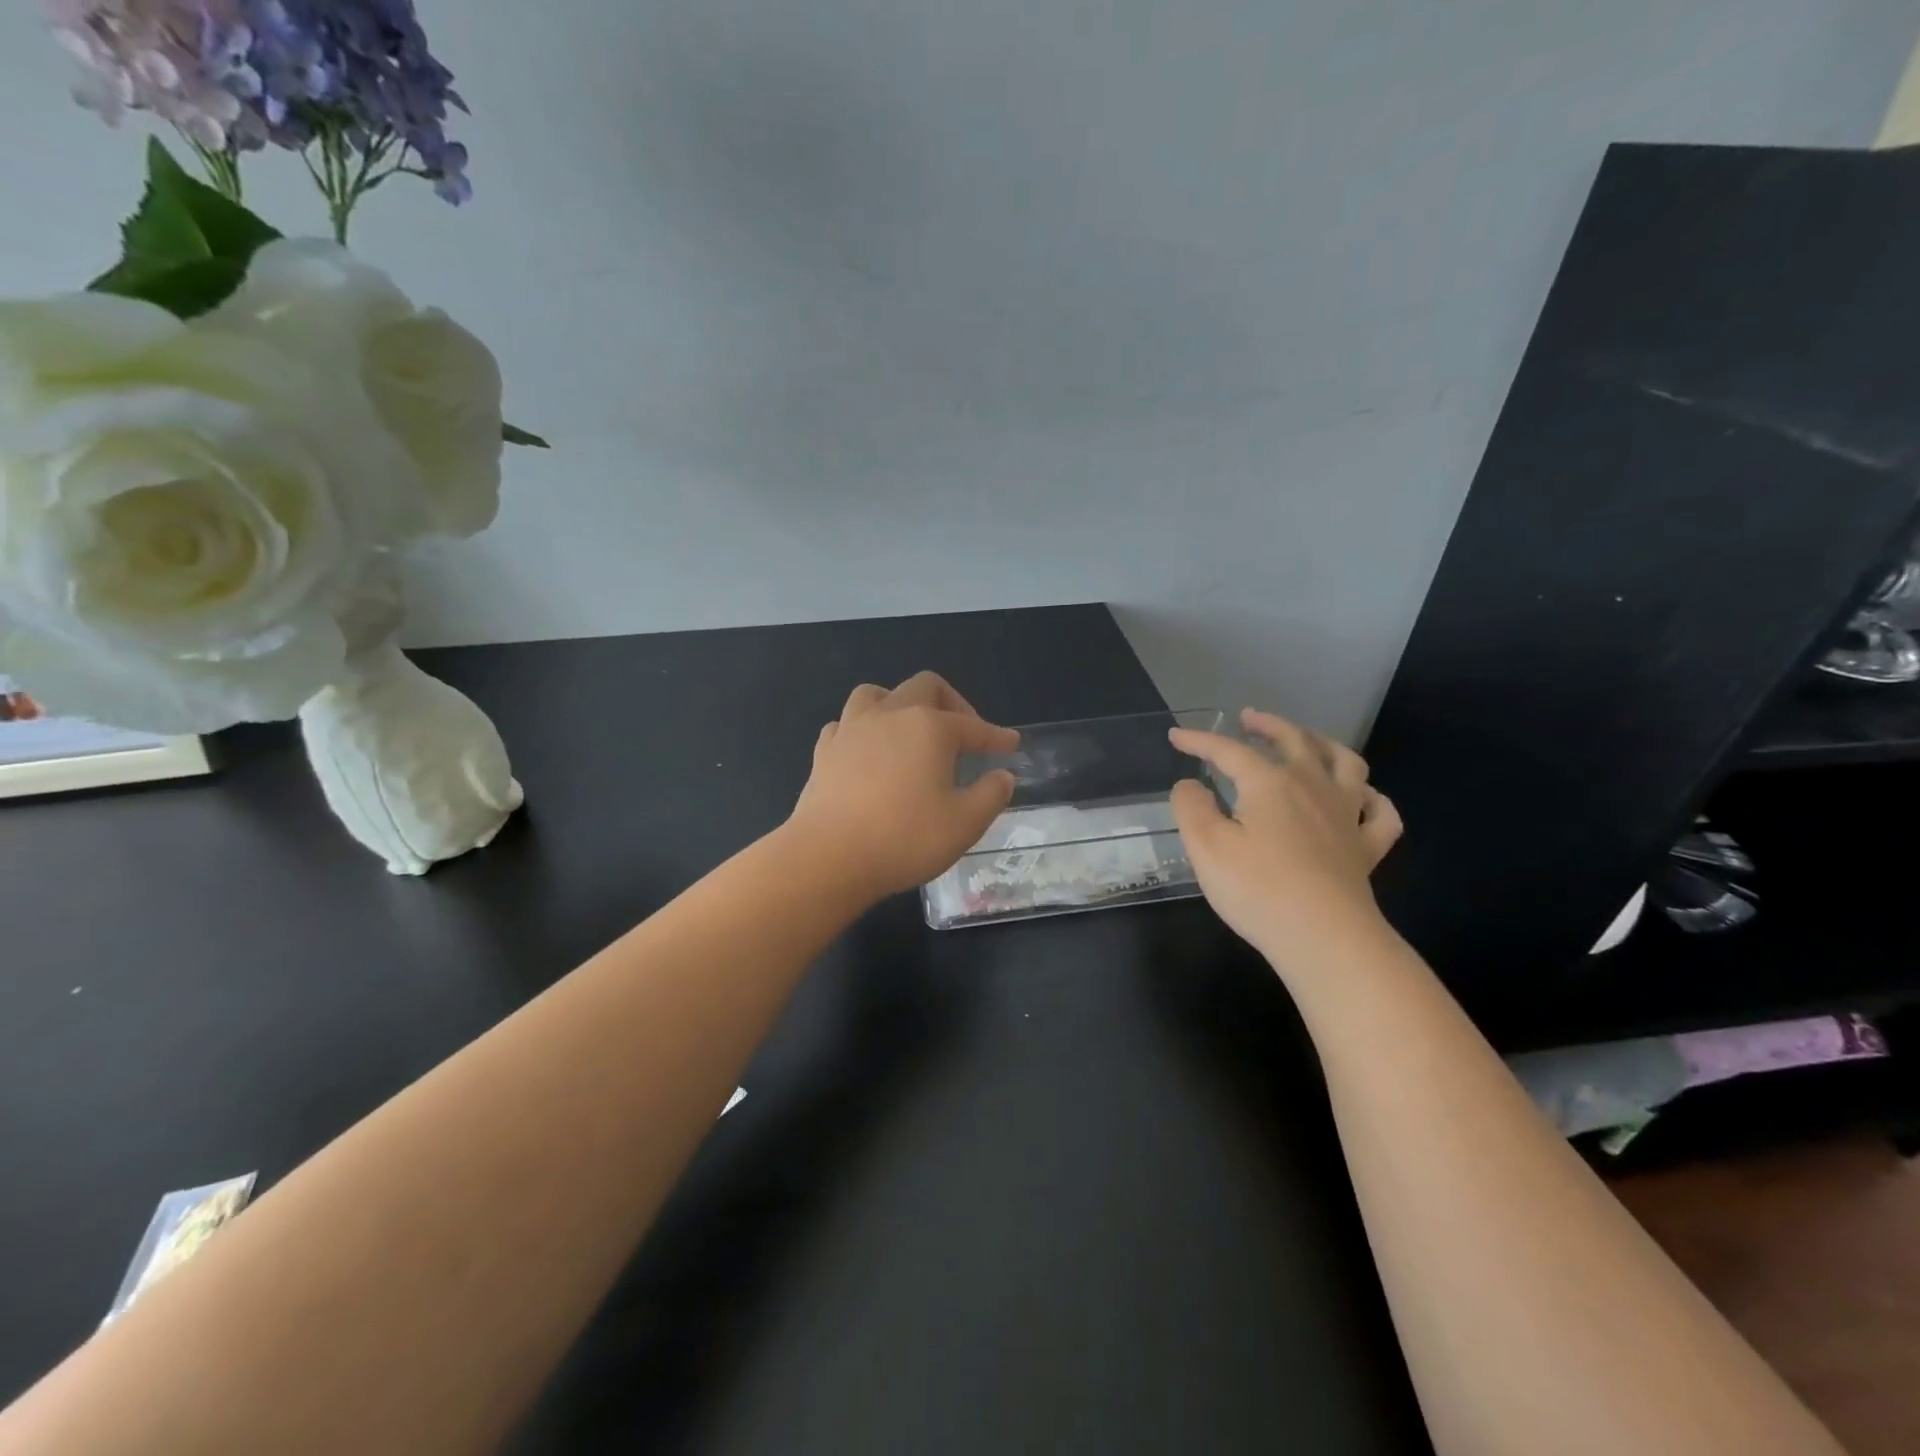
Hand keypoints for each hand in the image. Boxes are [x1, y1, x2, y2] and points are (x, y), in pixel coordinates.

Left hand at [784, 672, 1019, 899]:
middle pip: (925, 686)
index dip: (995, 736)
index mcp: (930, 728)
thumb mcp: (965, 824)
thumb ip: (991, 795)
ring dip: (899, 704)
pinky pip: (845, 725)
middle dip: (952, 703)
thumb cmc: (904, 839)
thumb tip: (1002, 776)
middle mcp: (890, 716)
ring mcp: (851, 729)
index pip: (972, 726)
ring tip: (910, 730)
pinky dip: (862, 731)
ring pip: (876, 694)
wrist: (828, 857)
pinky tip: (868, 752)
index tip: (1010, 744)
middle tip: (964, 733)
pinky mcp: (824, 751)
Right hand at [1168, 708, 1402, 962]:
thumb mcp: (1205, 846)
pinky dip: (1372, 799)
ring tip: (1308, 742)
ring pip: (1346, 763)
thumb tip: (1190, 785)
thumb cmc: (1257, 889)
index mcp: (1269, 783)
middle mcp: (1312, 786)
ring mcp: (1345, 815)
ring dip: (1324, 744)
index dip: (1200, 740)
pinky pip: (1380, 814)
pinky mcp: (1366, 848)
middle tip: (1249, 718)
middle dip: (1268, 725)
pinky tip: (1362, 798)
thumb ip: (1191, 807)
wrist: (1324, 938)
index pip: (1229, 750)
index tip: (1176, 736)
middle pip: (1294, 740)